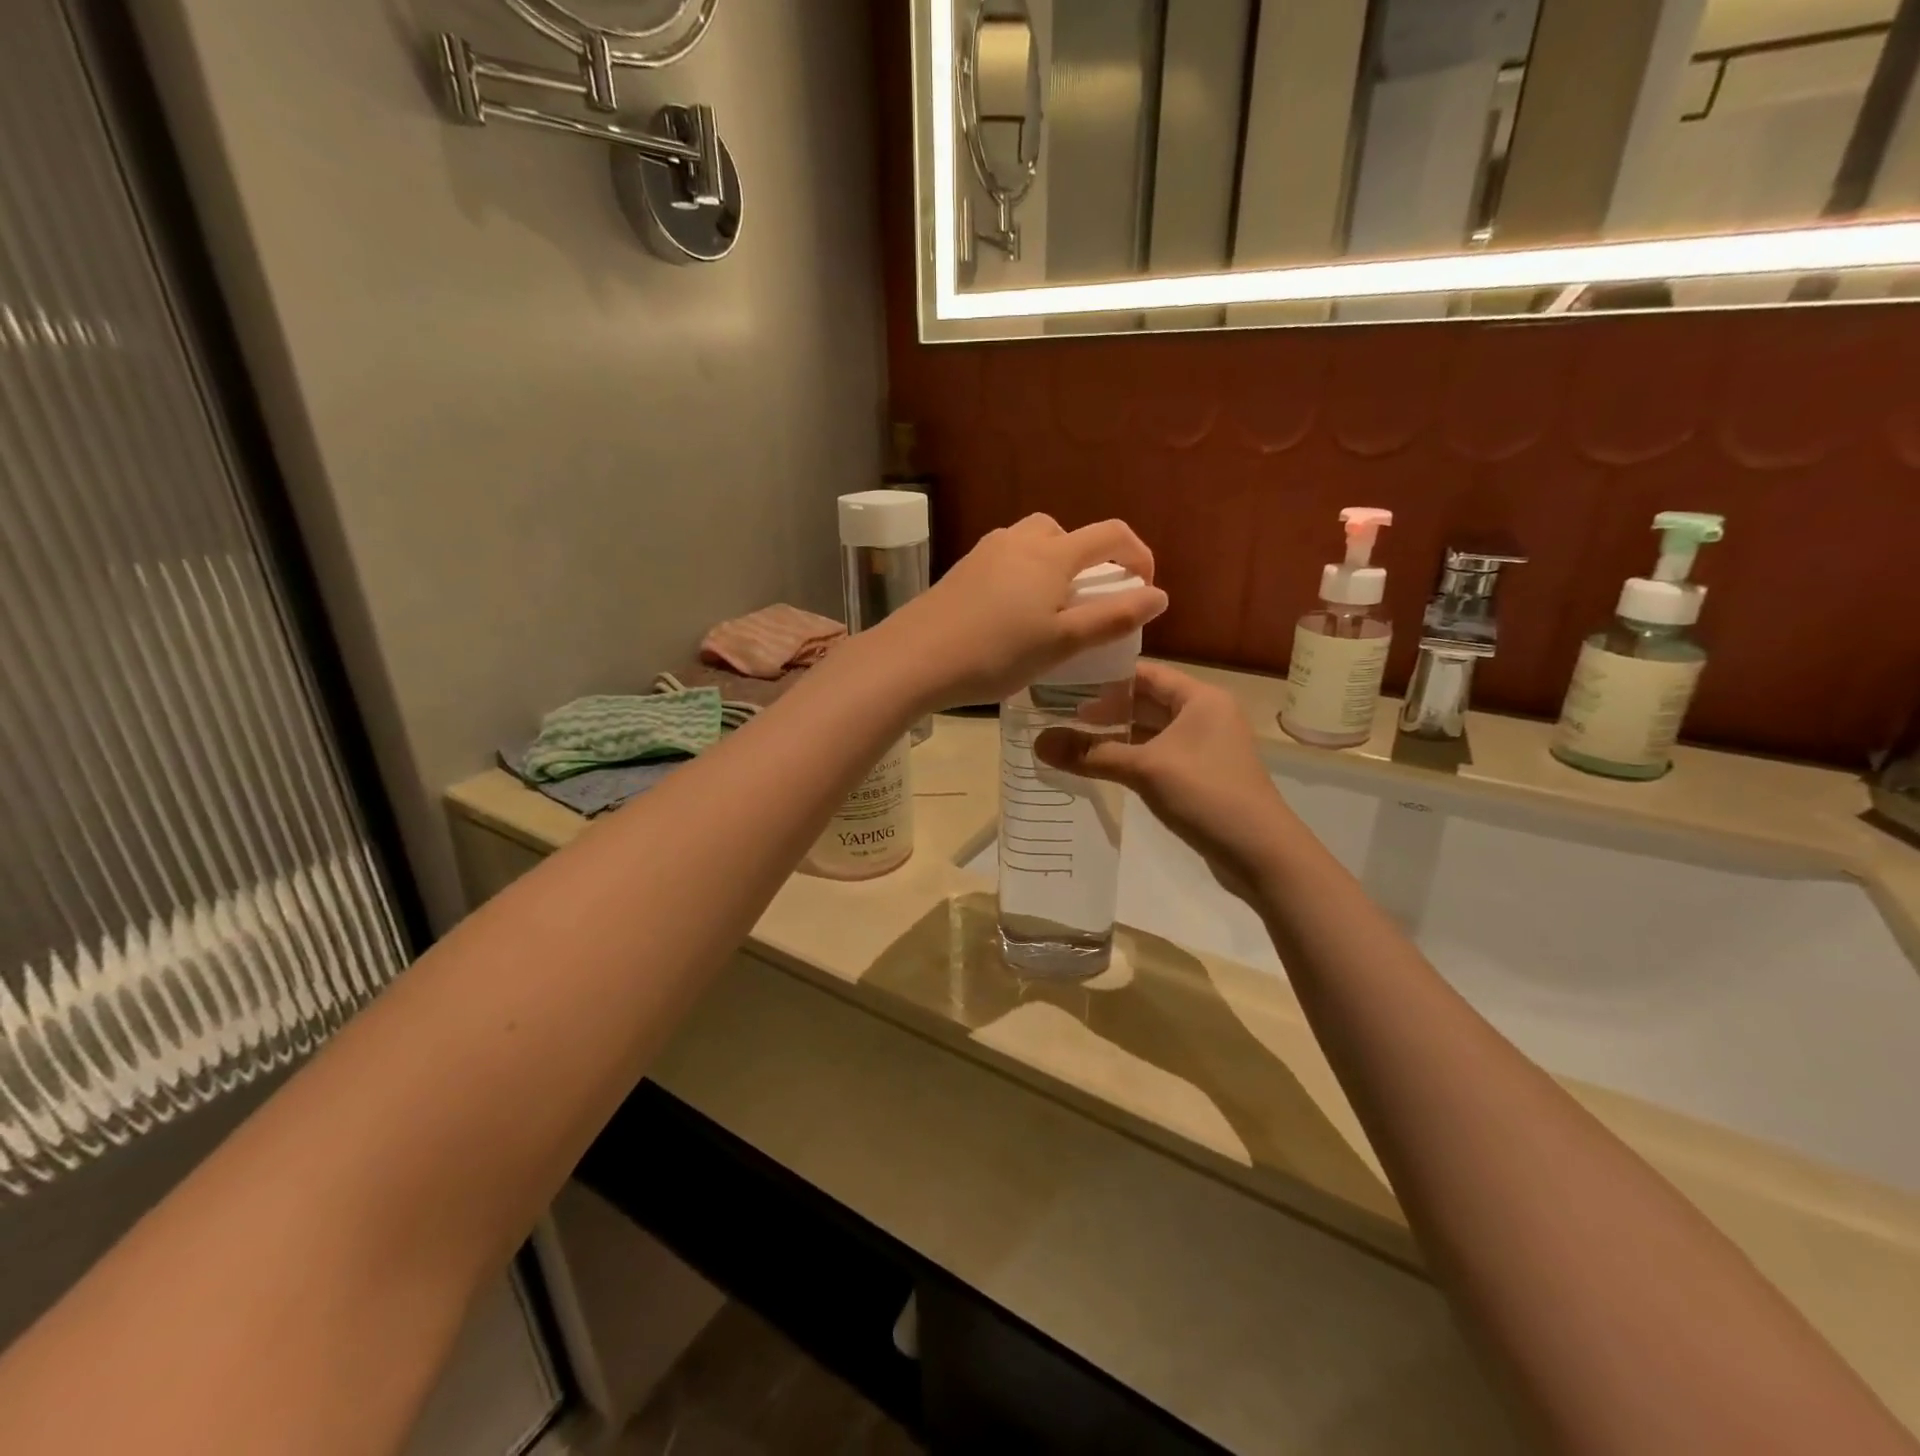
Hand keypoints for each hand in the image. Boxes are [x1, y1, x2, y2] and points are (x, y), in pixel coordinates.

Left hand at [875, 515, 1167, 711]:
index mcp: (1052, 554)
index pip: (1110, 535)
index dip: (1138, 554)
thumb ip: (1113, 618)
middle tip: (1089, 598)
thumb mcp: (1062, 642)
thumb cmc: (997, 653)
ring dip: (1052, 565)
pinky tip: (1010, 614)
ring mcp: (984, 552)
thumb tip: (1159, 596)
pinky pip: (1004, 559)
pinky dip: (1022, 575)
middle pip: (1066, 532)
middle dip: (1089, 557)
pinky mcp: (960, 570)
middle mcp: (1019, 540)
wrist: (914, 658)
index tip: (1144, 587)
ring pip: (1031, 543)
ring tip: (1049, 609)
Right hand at [1035, 663, 1298, 896]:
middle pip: (1147, 701)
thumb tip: (1037, 743)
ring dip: (1116, 735)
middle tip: (1059, 714)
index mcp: (1200, 698)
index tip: (1065, 683)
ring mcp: (1205, 747)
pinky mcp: (1202, 775)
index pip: (1145, 673)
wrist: (1261, 853)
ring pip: (1151, 731)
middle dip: (1106, 709)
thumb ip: (1091, 753)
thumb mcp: (1144, 769)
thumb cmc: (1206, 795)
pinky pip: (1158, 755)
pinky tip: (1102, 766)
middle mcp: (1206, 715)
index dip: (1105, 677)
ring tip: (1072, 739)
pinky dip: (1131, 757)